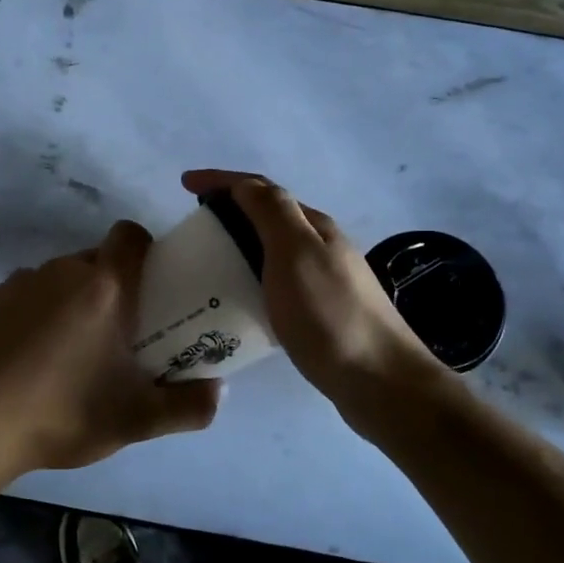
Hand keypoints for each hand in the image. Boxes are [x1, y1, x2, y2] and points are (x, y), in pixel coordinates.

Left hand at [0, 220, 222, 479]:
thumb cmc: (61, 413)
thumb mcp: (136, 420)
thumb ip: (189, 406)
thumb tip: (219, 390)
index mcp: (103, 287)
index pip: (131, 235)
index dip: (146, 251)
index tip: (151, 286)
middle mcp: (61, 271)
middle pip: (97, 260)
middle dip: (113, 287)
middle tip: (119, 335)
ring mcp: (19, 282)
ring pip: (61, 279)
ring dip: (74, 302)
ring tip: (70, 355)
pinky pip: (27, 295)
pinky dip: (37, 314)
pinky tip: (28, 360)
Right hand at [182, 170, 442, 400]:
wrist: (380, 381)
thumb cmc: (330, 315)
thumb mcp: (295, 253)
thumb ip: (271, 212)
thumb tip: (243, 184)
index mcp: (313, 226)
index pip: (260, 189)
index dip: (221, 181)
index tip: (183, 183)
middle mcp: (320, 246)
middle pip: (267, 216)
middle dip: (228, 210)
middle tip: (192, 228)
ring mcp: (324, 280)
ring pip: (272, 250)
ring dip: (239, 244)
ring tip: (206, 262)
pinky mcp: (320, 313)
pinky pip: (276, 283)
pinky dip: (250, 278)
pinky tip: (237, 301)